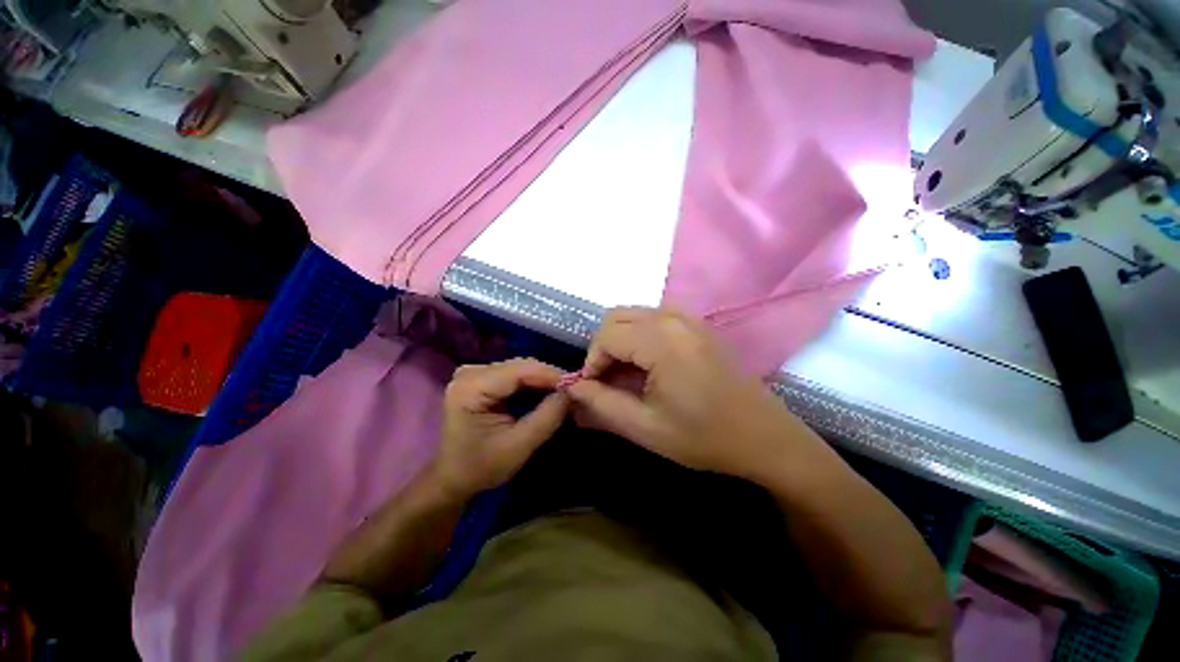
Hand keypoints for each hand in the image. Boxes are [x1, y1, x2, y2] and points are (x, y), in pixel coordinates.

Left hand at [432, 358, 569, 499]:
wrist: (454, 478)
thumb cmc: (482, 467)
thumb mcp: (519, 445)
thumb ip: (548, 416)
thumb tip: (573, 392)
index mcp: (471, 387)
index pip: (519, 370)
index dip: (551, 374)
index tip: (577, 384)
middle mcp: (470, 373)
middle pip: (520, 366)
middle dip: (549, 377)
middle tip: (573, 390)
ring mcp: (474, 373)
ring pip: (520, 368)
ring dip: (543, 379)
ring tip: (563, 392)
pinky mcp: (481, 378)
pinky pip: (514, 374)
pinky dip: (533, 383)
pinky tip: (546, 392)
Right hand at [566, 308, 816, 481]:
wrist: (763, 436)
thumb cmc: (703, 437)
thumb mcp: (644, 428)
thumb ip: (601, 404)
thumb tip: (572, 386)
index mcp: (662, 342)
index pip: (606, 336)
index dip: (591, 362)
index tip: (592, 389)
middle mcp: (674, 318)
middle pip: (616, 317)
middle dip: (603, 347)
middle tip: (607, 380)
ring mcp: (689, 318)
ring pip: (634, 314)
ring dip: (620, 340)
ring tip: (626, 374)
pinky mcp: (698, 324)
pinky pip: (655, 317)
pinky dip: (639, 335)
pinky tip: (648, 364)